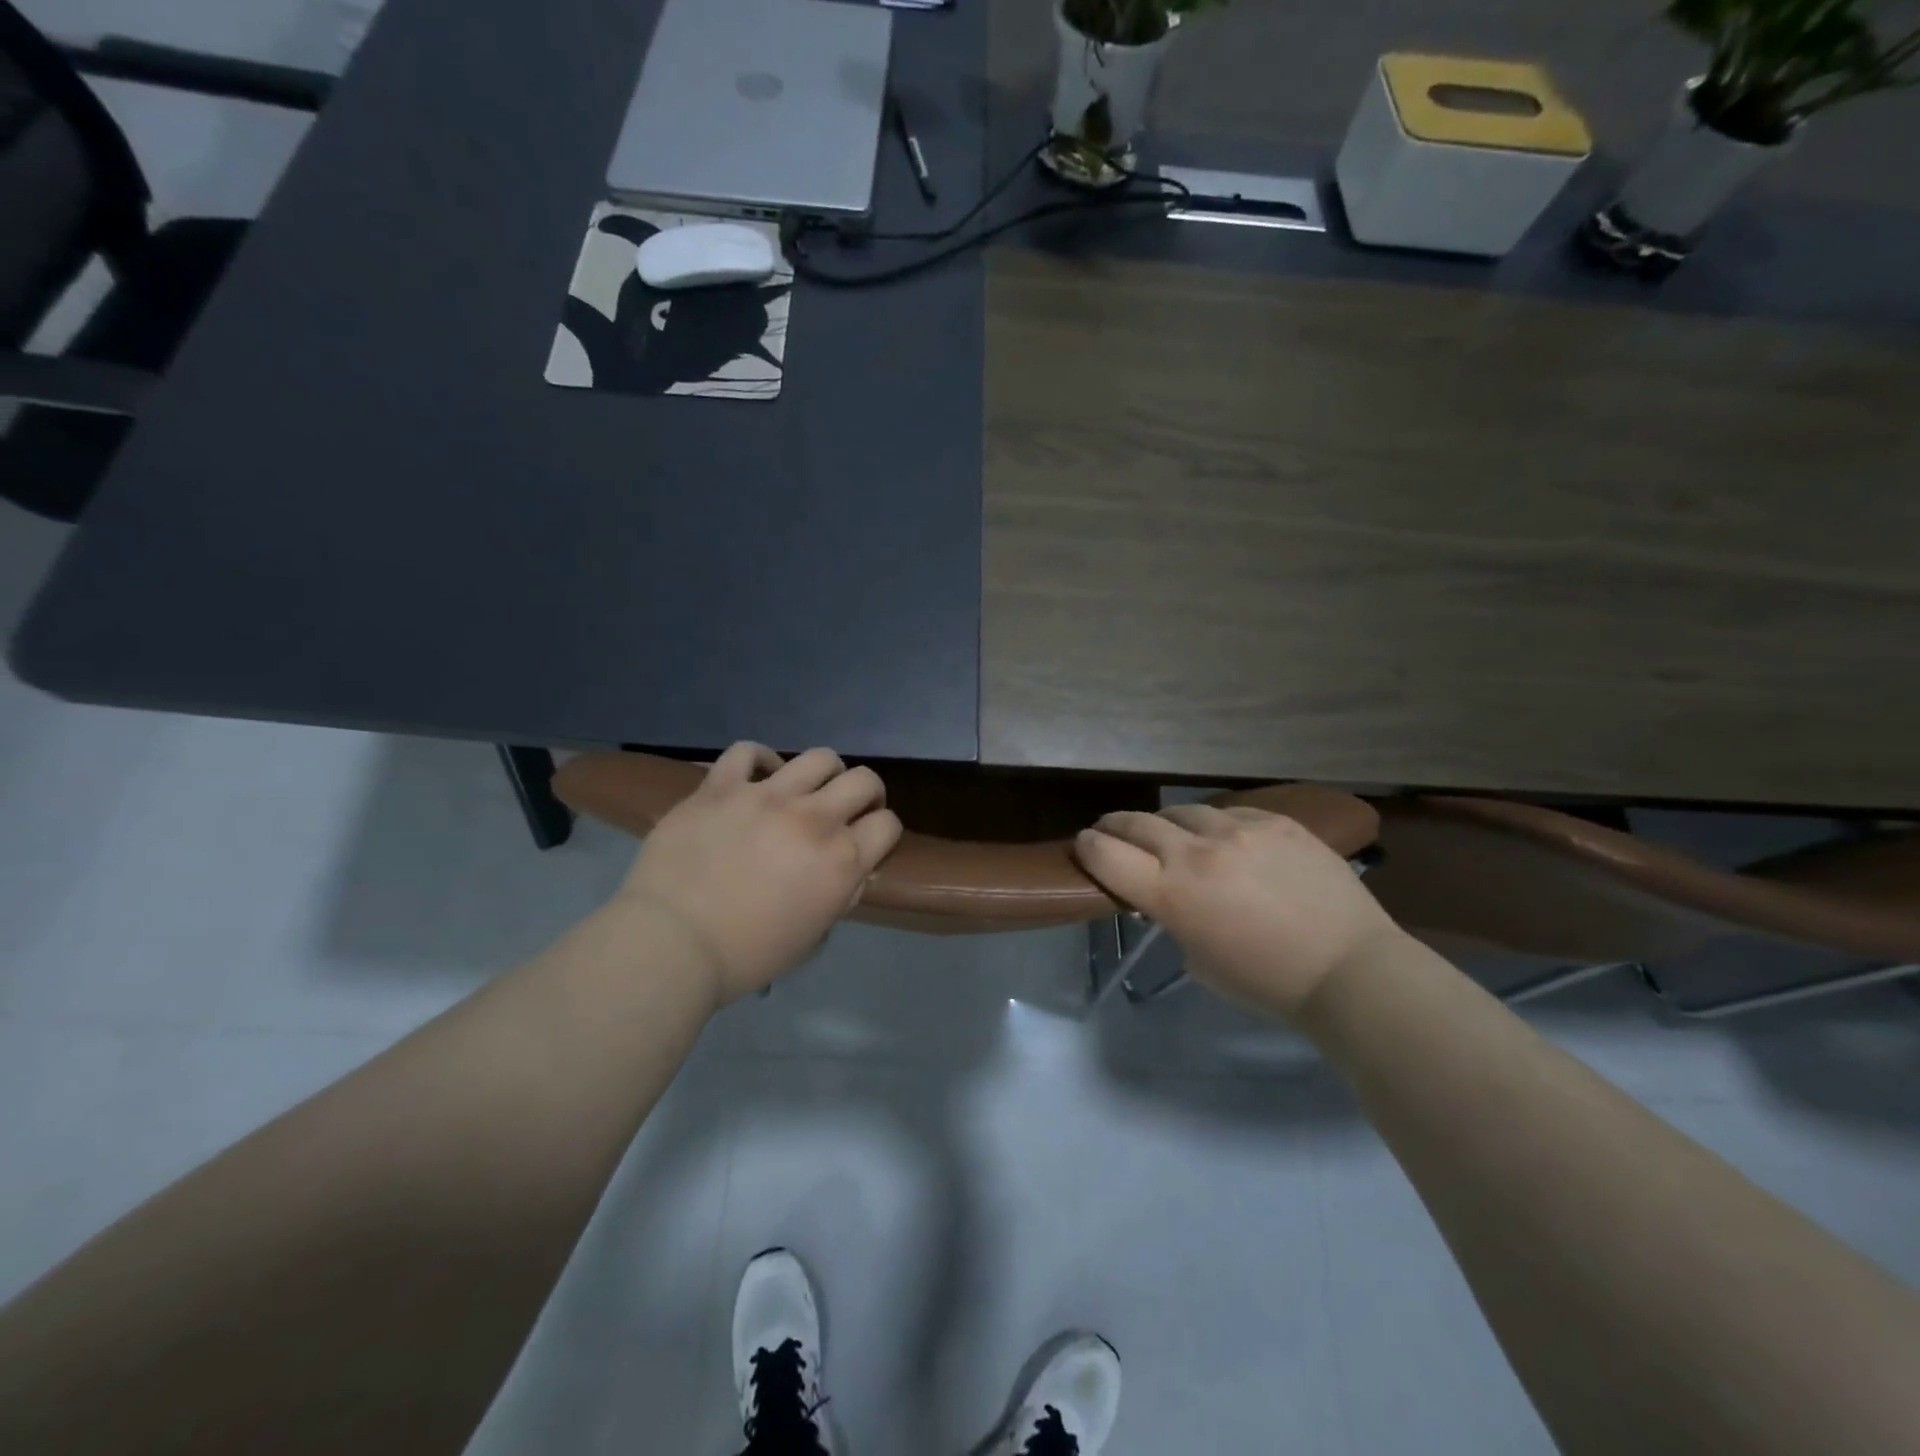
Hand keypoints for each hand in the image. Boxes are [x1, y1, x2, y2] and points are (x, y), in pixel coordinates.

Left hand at [616, 743, 902, 1005]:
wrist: (671, 944)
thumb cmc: (746, 955)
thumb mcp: (812, 937)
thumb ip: (840, 894)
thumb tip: (849, 869)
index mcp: (841, 861)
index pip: (888, 824)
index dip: (883, 831)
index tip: (869, 840)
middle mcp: (813, 819)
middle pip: (864, 780)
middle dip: (866, 794)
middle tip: (848, 810)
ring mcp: (766, 795)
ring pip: (819, 758)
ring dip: (823, 774)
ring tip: (807, 790)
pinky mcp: (722, 786)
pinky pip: (748, 751)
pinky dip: (761, 760)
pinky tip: (760, 776)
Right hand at [1074, 805, 1402, 1021]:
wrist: (1350, 969)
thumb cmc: (1267, 983)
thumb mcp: (1198, 961)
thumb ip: (1173, 919)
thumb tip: (1168, 897)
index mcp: (1171, 893)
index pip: (1105, 854)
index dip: (1087, 848)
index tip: (1085, 846)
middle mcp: (1197, 851)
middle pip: (1136, 823)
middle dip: (1114, 826)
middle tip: (1110, 831)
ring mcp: (1239, 830)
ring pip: (1182, 810)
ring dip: (1166, 823)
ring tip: (1170, 833)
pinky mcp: (1276, 821)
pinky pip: (1230, 812)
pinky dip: (1215, 825)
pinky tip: (1224, 838)